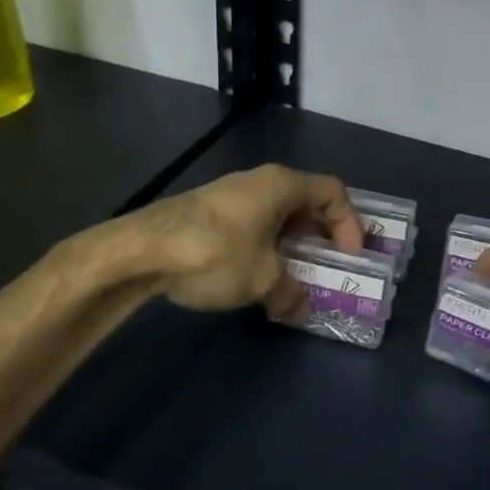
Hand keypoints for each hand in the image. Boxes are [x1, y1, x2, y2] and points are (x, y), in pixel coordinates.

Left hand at [137, 165, 362, 316]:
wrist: (140, 251)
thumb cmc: (215, 252)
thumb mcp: (262, 279)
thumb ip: (290, 293)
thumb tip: (299, 308)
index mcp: (282, 184)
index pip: (333, 192)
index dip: (349, 223)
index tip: (349, 257)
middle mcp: (260, 181)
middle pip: (306, 202)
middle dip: (321, 236)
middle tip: (327, 268)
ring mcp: (232, 195)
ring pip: (278, 216)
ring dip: (292, 246)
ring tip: (293, 278)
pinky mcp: (209, 212)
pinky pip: (253, 224)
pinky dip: (266, 246)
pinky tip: (256, 276)